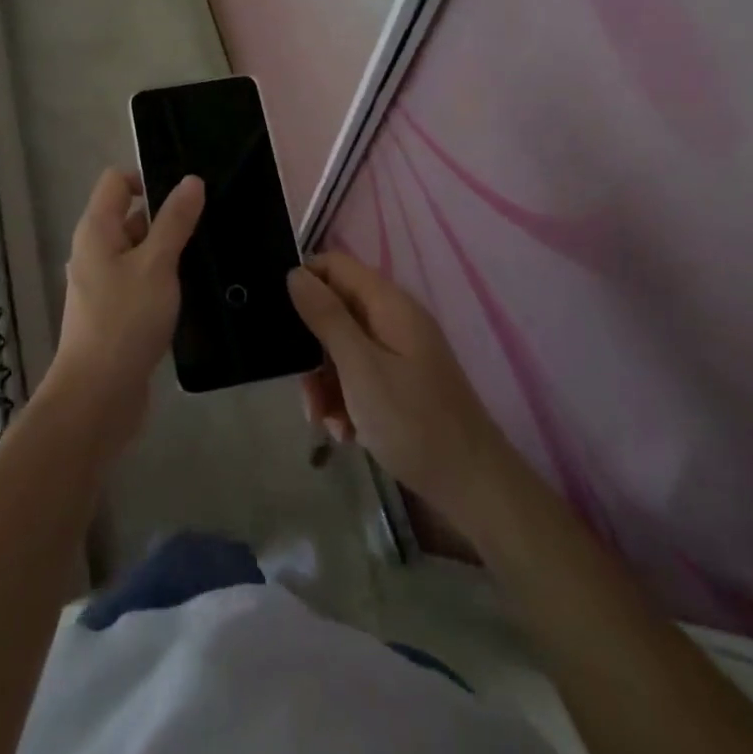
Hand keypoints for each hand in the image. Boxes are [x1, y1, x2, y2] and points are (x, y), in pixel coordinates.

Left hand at [44, 168, 203, 448]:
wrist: (98, 396)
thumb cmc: (125, 320)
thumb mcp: (157, 264)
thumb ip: (175, 221)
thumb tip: (191, 180)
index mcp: (96, 229)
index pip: (117, 180)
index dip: (148, 177)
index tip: (187, 194)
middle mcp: (94, 250)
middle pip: (129, 215)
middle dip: (166, 216)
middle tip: (208, 223)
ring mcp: (102, 282)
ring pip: (138, 250)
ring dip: (167, 250)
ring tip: (207, 254)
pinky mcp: (114, 311)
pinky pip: (140, 279)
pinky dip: (161, 278)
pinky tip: (190, 290)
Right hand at [288, 251, 509, 523]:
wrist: (474, 488)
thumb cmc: (413, 421)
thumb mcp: (360, 367)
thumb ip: (326, 317)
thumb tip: (295, 273)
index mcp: (388, 304)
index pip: (334, 265)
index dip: (304, 281)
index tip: (278, 317)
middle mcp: (393, 320)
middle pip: (335, 310)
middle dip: (311, 347)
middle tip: (302, 386)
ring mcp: (398, 353)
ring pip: (342, 349)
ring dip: (325, 382)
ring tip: (323, 420)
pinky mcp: (400, 384)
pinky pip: (358, 377)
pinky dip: (345, 400)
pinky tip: (344, 432)